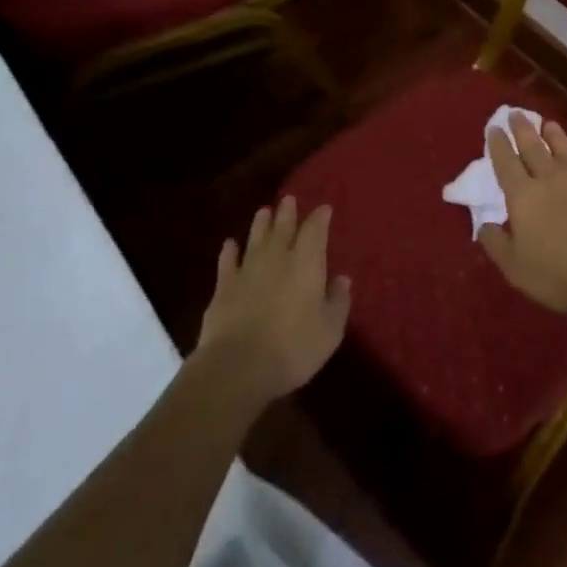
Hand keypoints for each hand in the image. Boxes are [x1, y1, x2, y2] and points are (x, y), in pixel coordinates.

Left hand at [194, 197, 350, 407]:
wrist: (237, 366)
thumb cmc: (293, 347)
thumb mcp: (329, 330)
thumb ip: (338, 301)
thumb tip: (343, 279)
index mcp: (306, 263)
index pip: (315, 231)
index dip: (320, 218)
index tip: (324, 208)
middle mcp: (277, 258)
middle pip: (283, 228)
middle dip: (288, 213)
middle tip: (289, 199)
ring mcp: (248, 271)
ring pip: (255, 239)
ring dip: (260, 224)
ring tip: (264, 211)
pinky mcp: (224, 288)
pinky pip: (227, 262)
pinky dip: (229, 251)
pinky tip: (229, 244)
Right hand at [477, 113, 566, 315]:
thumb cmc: (558, 273)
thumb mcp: (515, 267)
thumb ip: (497, 244)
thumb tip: (484, 225)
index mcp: (524, 196)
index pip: (506, 163)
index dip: (499, 144)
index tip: (494, 126)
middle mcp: (552, 180)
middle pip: (534, 148)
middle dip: (523, 129)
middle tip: (516, 113)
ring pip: (566, 152)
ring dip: (556, 137)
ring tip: (550, 123)